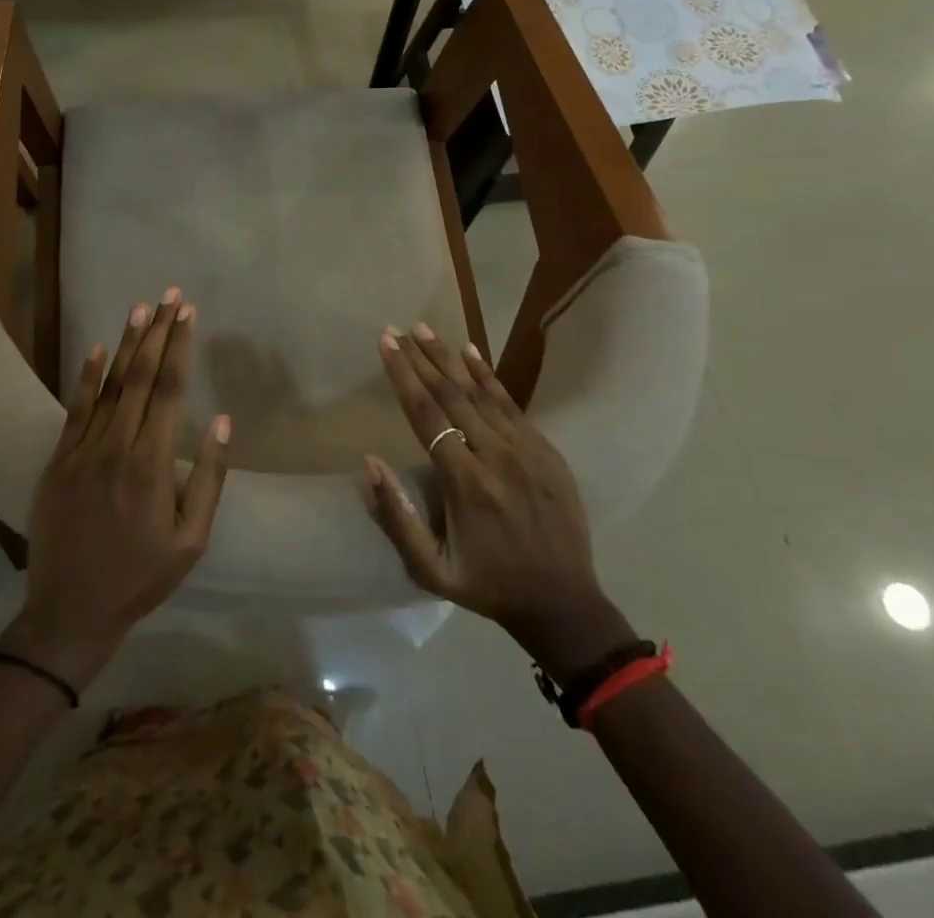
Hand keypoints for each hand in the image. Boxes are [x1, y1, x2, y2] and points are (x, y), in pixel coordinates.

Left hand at [0, 289, 230, 691]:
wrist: (70, 611)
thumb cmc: (140, 577)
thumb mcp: (190, 540)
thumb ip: (208, 478)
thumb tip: (221, 421)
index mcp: (151, 464)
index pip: (169, 391)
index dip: (180, 348)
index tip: (188, 314)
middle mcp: (116, 446)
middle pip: (140, 377)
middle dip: (158, 333)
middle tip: (170, 296)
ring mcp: (82, 450)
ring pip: (109, 385)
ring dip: (127, 344)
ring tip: (141, 308)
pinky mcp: (59, 460)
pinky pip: (75, 409)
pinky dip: (86, 377)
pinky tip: (97, 349)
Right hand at [365, 323, 635, 680]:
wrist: (564, 604)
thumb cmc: (487, 585)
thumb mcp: (431, 569)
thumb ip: (397, 517)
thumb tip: (369, 462)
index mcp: (466, 484)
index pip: (426, 416)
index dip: (403, 376)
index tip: (385, 344)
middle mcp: (497, 458)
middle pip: (452, 396)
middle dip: (421, 358)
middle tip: (397, 329)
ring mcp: (527, 451)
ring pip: (482, 393)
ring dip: (450, 359)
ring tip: (424, 329)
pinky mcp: (547, 451)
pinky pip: (512, 405)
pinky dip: (488, 376)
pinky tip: (471, 352)